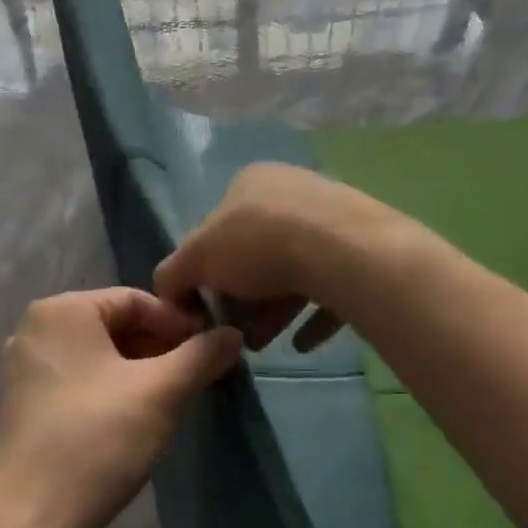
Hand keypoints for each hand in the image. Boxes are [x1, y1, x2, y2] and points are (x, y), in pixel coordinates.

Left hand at [0, 289, 242, 527]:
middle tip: (194, 379)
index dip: (179, 324)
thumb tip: (233, 334)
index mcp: (63, 310)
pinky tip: (131, 422)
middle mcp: (35, 329)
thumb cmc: (99, 440)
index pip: (137, 299)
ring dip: (138, 372)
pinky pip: (76, 381)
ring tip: (169, 402)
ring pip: (97, 356)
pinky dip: (109, 391)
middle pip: (114, 325)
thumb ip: (202, 355)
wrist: (30, 522)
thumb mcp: (162, 392)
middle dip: (159, 349)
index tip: (209, 354)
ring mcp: (22, 369)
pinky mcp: (20, 406)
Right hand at [154, 163, 396, 352]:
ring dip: (273, 311)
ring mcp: (331, 220)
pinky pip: (331, 288)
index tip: (206, 308)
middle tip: (234, 333)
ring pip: (293, 271)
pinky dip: (312, 316)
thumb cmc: (260, 244)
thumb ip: (174, 273)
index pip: (217, 226)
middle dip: (242, 298)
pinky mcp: (361, 251)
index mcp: (251, 182)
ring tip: (262, 345)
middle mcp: (292, 192)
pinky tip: (302, 344)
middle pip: (256, 254)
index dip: (207, 270)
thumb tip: (166, 294)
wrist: (344, 252)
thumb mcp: (198, 257)